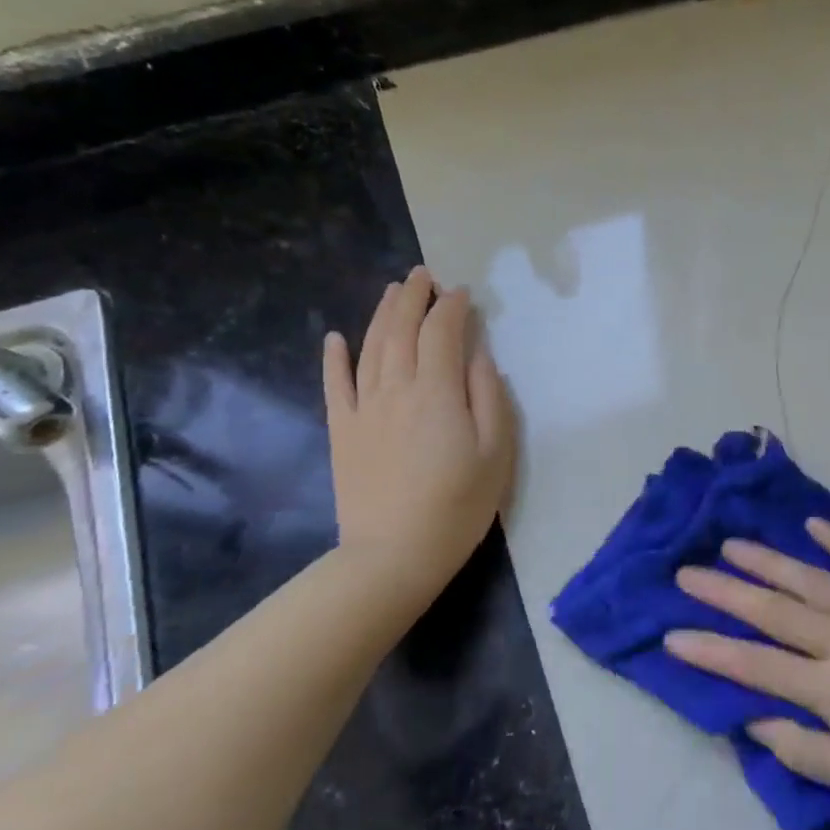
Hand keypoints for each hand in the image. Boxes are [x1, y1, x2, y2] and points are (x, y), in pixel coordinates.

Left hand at [323, 267, 515, 597]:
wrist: (394, 554)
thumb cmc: (459, 504)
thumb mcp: (496, 451)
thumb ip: (490, 397)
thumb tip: (479, 356)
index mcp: (438, 392)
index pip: (443, 333)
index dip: (453, 308)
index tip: (464, 293)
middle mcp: (396, 388)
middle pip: (402, 330)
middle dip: (414, 298)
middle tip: (424, 276)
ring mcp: (364, 408)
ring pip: (370, 348)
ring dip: (382, 314)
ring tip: (393, 291)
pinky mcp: (343, 431)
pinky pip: (335, 384)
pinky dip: (334, 357)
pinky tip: (335, 338)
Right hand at [666, 519, 829, 817]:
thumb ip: (801, 749)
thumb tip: (752, 718)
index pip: (755, 665)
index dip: (710, 650)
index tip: (671, 634)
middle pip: (774, 612)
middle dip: (725, 592)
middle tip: (687, 572)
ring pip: (812, 580)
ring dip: (769, 561)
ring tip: (733, 544)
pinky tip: (814, 524)